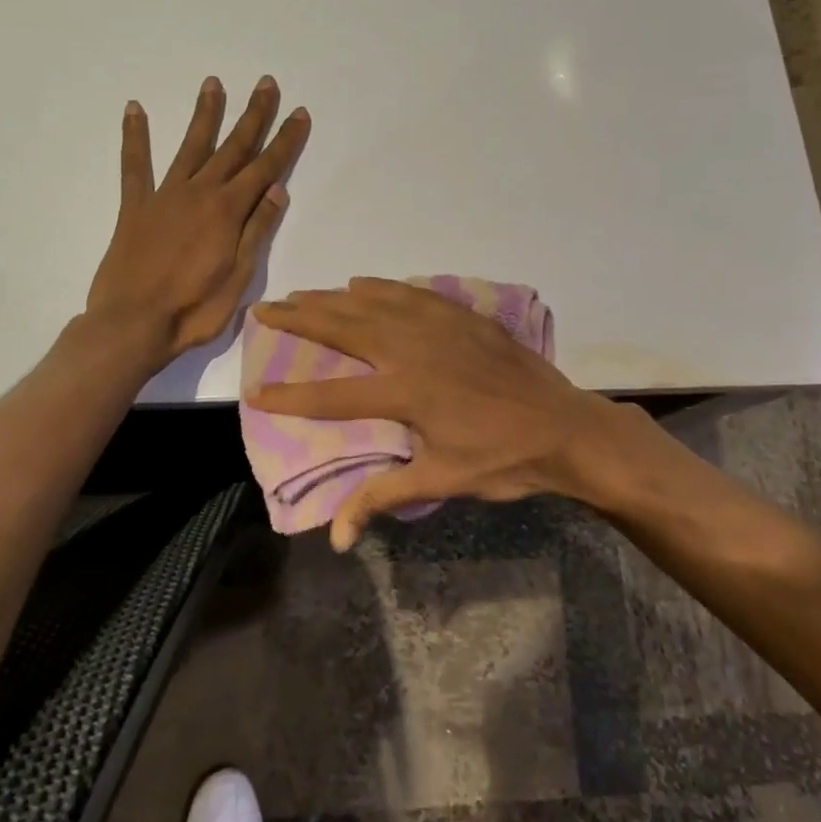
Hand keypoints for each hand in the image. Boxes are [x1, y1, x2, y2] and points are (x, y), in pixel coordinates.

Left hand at [86, 76, 308, 368]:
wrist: (133, 324)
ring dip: (205, 114)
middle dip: (253, 115)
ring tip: (214, 83)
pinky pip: (135, 165)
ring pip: (190, 146)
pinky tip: (135, 109)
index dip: (285, 141)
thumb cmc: (194, 309)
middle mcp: (199, 193)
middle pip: (233, 147)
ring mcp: (165, 196)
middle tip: (266, 83)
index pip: (265, 168)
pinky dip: (135, 137)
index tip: (299, 113)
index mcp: (228, 211)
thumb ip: (256, 229)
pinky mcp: (135, 207)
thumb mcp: (240, 276)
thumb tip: (277, 189)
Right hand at [247, 277, 636, 549]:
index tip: (255, 391)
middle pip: (346, 329)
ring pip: (376, 303)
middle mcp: (415, 349)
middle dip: (301, 319)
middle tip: (267, 308)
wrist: (565, 427)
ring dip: (335, 298)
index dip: (291, 396)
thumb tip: (337, 538)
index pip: (334, 394)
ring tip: (304, 294)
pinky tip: (365, 283)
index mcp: (407, 392)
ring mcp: (441, 327)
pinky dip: (384, 287)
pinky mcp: (464, 317)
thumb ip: (383, 497)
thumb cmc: (502, 460)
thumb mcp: (441, 481)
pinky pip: (413, 294)